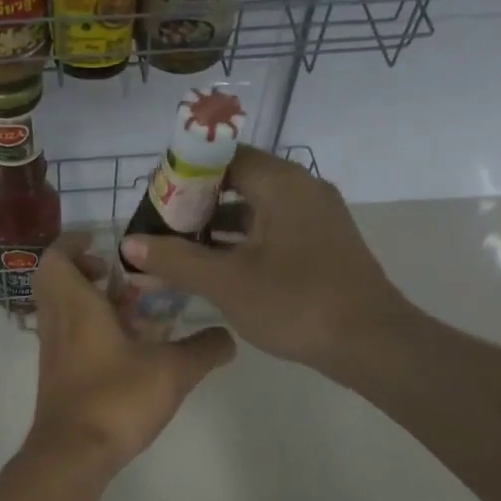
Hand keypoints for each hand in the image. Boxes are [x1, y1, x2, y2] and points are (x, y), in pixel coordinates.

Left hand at [26, 234, 235, 475]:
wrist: (73, 455)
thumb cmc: (116, 399)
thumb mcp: (172, 370)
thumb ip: (204, 349)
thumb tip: (229, 338)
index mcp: (75, 305)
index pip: (57, 257)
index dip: (74, 242)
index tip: (101, 240)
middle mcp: (57, 322)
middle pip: (56, 281)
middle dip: (85, 270)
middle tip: (119, 273)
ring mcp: (54, 352)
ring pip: (63, 311)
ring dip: (90, 301)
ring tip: (131, 309)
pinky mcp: (58, 377)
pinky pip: (69, 338)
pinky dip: (90, 330)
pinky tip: (126, 348)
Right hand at [118, 148, 408, 373]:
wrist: (370, 343)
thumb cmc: (296, 303)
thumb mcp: (226, 282)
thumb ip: (175, 259)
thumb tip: (129, 244)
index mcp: (281, 183)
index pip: (223, 157)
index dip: (184, 173)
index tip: (155, 199)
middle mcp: (302, 189)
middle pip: (238, 181)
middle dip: (197, 203)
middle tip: (161, 227)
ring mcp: (316, 218)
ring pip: (256, 209)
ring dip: (218, 226)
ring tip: (179, 249)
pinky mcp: (322, 245)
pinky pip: (273, 230)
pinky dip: (243, 242)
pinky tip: (217, 268)